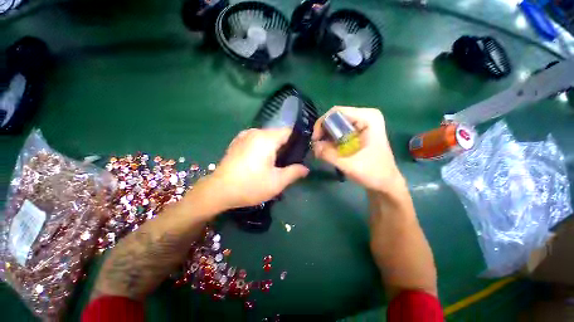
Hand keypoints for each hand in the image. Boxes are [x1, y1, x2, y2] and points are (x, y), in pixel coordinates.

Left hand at [200, 128, 308, 210]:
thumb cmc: (250, 185)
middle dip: (286, 146)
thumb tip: (306, 169)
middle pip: (278, 134)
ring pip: (267, 137)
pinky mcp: (237, 142)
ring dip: (274, 148)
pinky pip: (256, 140)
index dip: (298, 141)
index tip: (301, 153)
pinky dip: (263, 147)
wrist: (218, 191)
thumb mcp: (277, 182)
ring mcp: (244, 136)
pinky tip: (260, 161)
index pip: (289, 131)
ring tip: (275, 163)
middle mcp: (255, 132)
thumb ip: (294, 172)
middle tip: (288, 162)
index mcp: (266, 138)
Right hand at [312, 106, 404, 193]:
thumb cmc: (374, 174)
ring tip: (321, 151)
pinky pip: (339, 131)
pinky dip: (331, 140)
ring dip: (326, 137)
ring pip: (335, 124)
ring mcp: (362, 124)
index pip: (336, 112)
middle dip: (323, 132)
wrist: (386, 183)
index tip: (316, 140)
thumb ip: (329, 154)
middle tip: (317, 147)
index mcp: (368, 118)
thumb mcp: (349, 165)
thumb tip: (314, 145)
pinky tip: (328, 151)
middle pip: (335, 117)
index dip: (322, 124)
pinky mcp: (358, 132)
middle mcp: (365, 116)